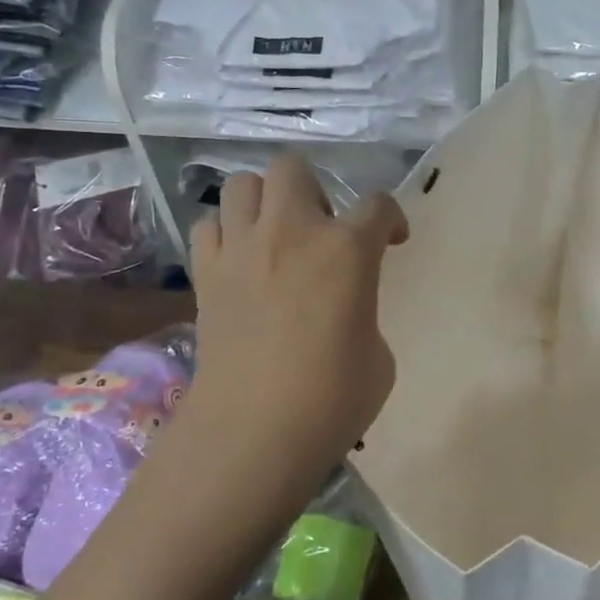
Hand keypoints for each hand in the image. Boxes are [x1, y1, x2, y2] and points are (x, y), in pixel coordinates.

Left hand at [186, 154, 407, 477]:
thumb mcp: (378, 355)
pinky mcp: (206, 274)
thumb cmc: (333, 399)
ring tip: (276, 238)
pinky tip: (241, 262)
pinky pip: (209, 226)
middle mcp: (291, 232)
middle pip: (293, 168)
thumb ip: (364, 311)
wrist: (255, 431)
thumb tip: (344, 309)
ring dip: (264, 203)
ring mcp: (241, 249)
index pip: (378, 205)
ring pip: (242, 184)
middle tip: (322, 231)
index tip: (393, 240)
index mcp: (347, 250)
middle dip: (314, 190)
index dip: (392, 219)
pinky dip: (226, 234)